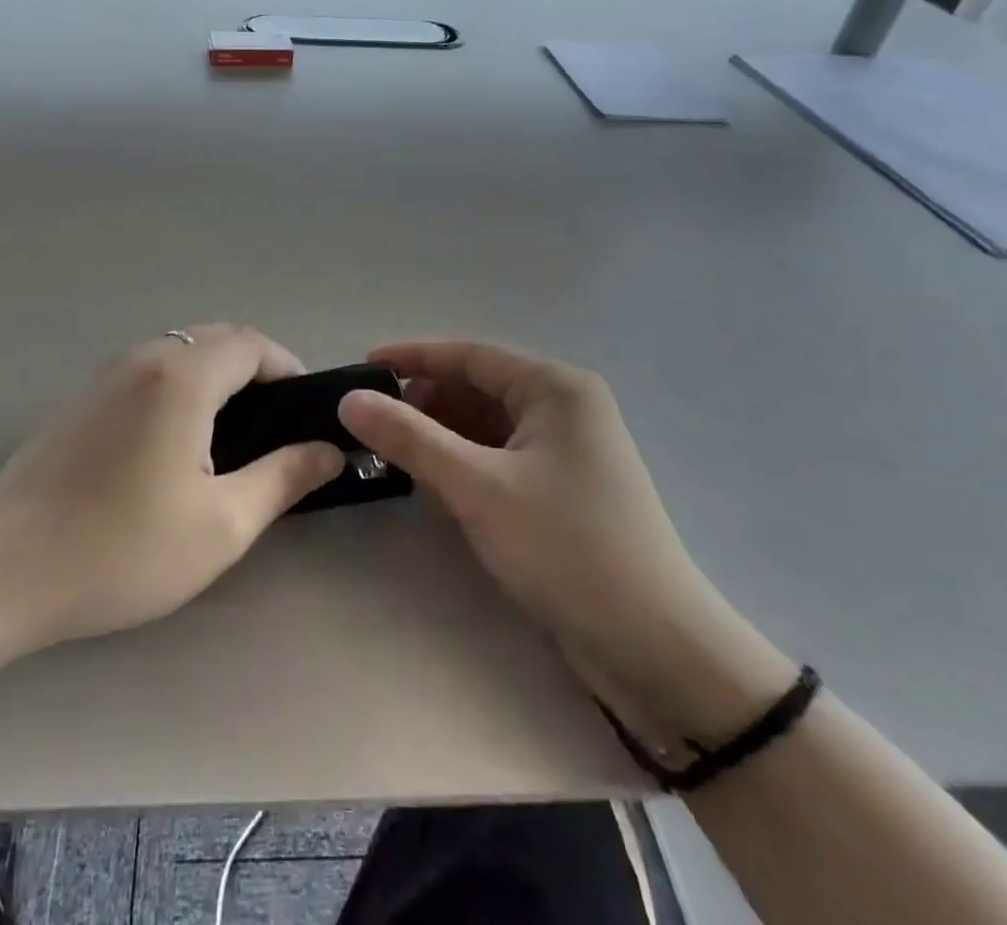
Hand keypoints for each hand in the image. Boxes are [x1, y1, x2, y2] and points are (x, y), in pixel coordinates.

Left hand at [0, 325, 344, 650]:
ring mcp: (104, 375)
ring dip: (215, 375)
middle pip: (215, 338)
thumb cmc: (121, 548)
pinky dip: (179, 385)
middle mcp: (143, 359)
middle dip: (255, 368)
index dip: (287, 366)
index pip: (251, 342)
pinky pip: (147, 370)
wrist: (2, 572)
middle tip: (274, 425)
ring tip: (231, 436)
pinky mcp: (80, 399)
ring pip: (179, 351)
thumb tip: (328, 451)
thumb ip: (283, 478)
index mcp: (181, 377)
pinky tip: (175, 442)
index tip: (305, 410)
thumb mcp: (221, 524)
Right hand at [338, 340, 792, 740]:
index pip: (469, 355)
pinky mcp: (561, 490)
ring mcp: (565, 450)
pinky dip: (463, 467)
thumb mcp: (478, 488)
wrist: (656, 651)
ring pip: (484, 427)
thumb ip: (410, 439)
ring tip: (393, 458)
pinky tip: (433, 488)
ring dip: (440, 439)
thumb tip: (349, 400)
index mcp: (555, 388)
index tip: (361, 368)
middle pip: (476, 389)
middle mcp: (563, 408)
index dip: (412, 358)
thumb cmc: (568, 549)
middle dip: (424, 405)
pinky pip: (498, 459)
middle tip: (371, 426)